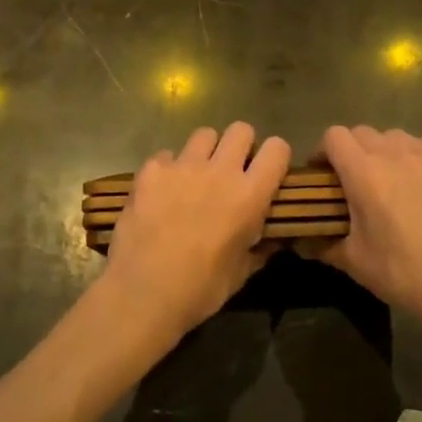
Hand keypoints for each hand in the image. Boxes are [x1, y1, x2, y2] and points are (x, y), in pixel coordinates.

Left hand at [102, 122, 290, 346]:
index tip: (266, 171)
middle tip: (230, 170)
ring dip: (204, 152)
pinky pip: (166, 155)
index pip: (277, 149)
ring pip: (203, 135)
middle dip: (240, 145)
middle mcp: (220, 170)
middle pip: (240, 129)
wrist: (144, 292)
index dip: (274, 156)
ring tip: (195, 177)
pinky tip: (161, 192)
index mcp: (250, 195)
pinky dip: (168, 169)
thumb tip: (273, 239)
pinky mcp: (152, 169)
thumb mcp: (241, 273)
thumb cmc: (200, 289)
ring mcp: (183, 165)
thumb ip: (260, 247)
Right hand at [307, 126, 421, 345]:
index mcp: (364, 172)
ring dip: (387, 152)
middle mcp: (395, 153)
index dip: (324, 151)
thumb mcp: (354, 262)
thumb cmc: (403, 273)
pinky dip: (420, 157)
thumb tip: (298, 242)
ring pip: (397, 137)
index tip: (324, 173)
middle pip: (363, 132)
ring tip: (394, 180)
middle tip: (357, 181)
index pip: (334, 136)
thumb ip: (321, 244)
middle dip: (353, 151)